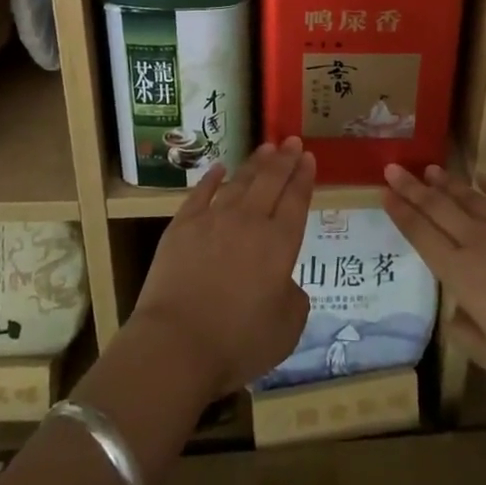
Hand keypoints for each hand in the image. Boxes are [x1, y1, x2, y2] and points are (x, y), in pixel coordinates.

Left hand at [129, 138, 315, 403]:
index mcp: (279, 245)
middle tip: (292, 140)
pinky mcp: (182, 226)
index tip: (309, 157)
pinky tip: (219, 168)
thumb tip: (284, 281)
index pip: (296, 201)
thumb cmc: (238, 343)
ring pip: (239, 182)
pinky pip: (201, 193)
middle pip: (271, 182)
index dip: (304, 177)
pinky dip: (212, 178)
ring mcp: (213, 219)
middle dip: (284, 159)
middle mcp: (249, 222)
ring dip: (255, 163)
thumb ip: (294, 298)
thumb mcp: (287, 330)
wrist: (177, 344)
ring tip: (266, 148)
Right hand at [382, 163, 485, 392]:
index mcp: (461, 273)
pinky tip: (481, 177)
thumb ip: (465, 334)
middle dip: (412, 187)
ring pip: (468, 196)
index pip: (421, 235)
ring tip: (431, 169)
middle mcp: (477, 240)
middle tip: (393, 169)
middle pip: (437, 206)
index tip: (385, 194)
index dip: (401, 213)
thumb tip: (455, 313)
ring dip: (447, 182)